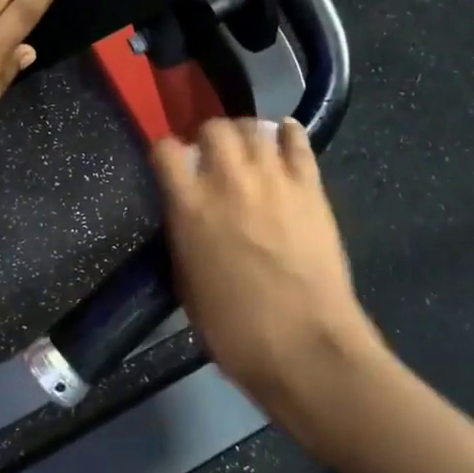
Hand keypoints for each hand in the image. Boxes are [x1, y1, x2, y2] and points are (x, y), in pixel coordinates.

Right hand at [151, 118, 384, 401]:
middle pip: (213, 128)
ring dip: (244, 133)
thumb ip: (184, 236)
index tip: (168, 162)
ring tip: (245, 147)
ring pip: (254, 127)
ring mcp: (273, 179)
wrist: (305, 345)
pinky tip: (283, 136)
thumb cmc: (234, 328)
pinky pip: (298, 142)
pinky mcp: (310, 187)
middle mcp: (227, 181)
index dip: (164, 151)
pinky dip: (287, 133)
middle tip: (210, 155)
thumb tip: (187, 215)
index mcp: (189, 206)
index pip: (165, 150)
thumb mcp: (187, 283)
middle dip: (207, 137)